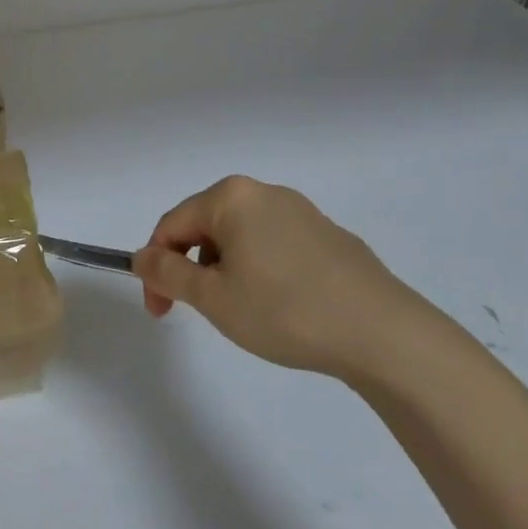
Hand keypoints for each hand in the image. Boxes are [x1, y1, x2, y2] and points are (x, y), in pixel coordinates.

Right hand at [131, 176, 421, 378]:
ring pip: (242, 237)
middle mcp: (264, 193)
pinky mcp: (329, 236)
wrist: (385, 335)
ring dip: (227, 270)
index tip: (160, 310)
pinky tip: (283, 307)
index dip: (156, 267)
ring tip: (245, 312)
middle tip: (200, 312)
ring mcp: (301, 212)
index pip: (172, 225)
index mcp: (231, 197)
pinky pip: (276, 246)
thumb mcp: (214, 298)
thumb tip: (142, 257)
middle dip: (193, 268)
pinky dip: (263, 271)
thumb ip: (168, 274)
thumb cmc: (286, 310)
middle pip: (207, 226)